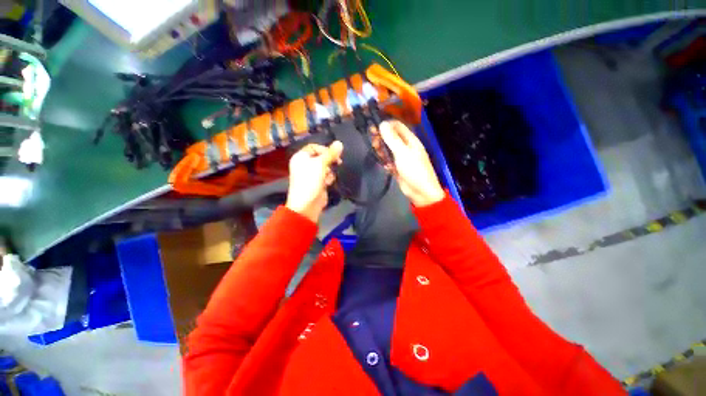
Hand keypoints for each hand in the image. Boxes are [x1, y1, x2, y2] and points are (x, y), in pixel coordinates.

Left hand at [286, 141, 343, 222]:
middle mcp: (305, 164)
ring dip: (329, 171)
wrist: (307, 204)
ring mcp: (311, 174)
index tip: (334, 154)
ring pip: (325, 167)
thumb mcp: (321, 164)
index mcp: (301, 157)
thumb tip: (339, 143)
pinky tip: (327, 183)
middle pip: (321, 157)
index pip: (314, 147)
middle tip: (338, 162)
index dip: (324, 149)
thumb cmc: (310, 181)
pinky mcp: (318, 183)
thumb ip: (331, 154)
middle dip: (329, 161)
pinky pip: (326, 176)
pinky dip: (328, 178)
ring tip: (328, 177)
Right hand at [380, 120, 444, 206]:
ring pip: (389, 150)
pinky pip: (389, 161)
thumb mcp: (402, 152)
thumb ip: (392, 139)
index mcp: (410, 140)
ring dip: (382, 151)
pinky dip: (386, 162)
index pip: (397, 126)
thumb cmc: (414, 170)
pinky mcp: (398, 168)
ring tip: (379, 156)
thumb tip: (382, 124)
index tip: (374, 129)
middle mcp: (406, 147)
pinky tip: (385, 166)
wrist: (421, 192)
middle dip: (382, 139)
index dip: (386, 125)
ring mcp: (402, 158)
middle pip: (391, 138)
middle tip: (374, 144)